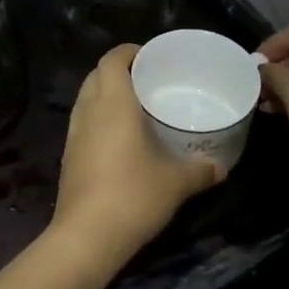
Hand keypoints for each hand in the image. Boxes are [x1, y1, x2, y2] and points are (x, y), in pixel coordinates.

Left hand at [48, 45, 224, 280]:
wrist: (87, 236)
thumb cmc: (134, 196)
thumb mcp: (176, 182)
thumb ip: (200, 170)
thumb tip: (221, 167)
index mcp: (112, 103)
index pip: (112, 60)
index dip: (129, 52)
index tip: (150, 57)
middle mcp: (88, 111)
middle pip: (96, 75)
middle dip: (118, 71)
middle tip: (147, 80)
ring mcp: (73, 135)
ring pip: (86, 99)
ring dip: (105, 94)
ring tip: (134, 106)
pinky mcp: (68, 157)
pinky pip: (83, 123)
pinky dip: (98, 119)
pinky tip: (120, 139)